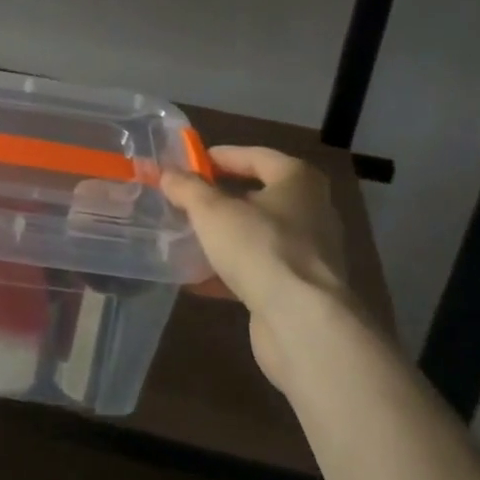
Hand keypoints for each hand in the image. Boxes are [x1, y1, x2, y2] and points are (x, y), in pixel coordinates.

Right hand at [163, 146, 394, 386]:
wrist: (302, 323)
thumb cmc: (260, 247)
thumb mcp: (212, 211)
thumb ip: (187, 188)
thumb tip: (168, 174)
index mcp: (298, 180)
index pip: (256, 156)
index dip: (222, 156)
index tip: (191, 163)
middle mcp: (311, 211)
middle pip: (258, 196)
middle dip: (220, 199)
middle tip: (186, 200)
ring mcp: (309, 254)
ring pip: (257, 236)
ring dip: (223, 237)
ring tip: (185, 238)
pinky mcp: (300, 290)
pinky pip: (258, 270)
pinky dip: (229, 271)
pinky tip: (196, 280)